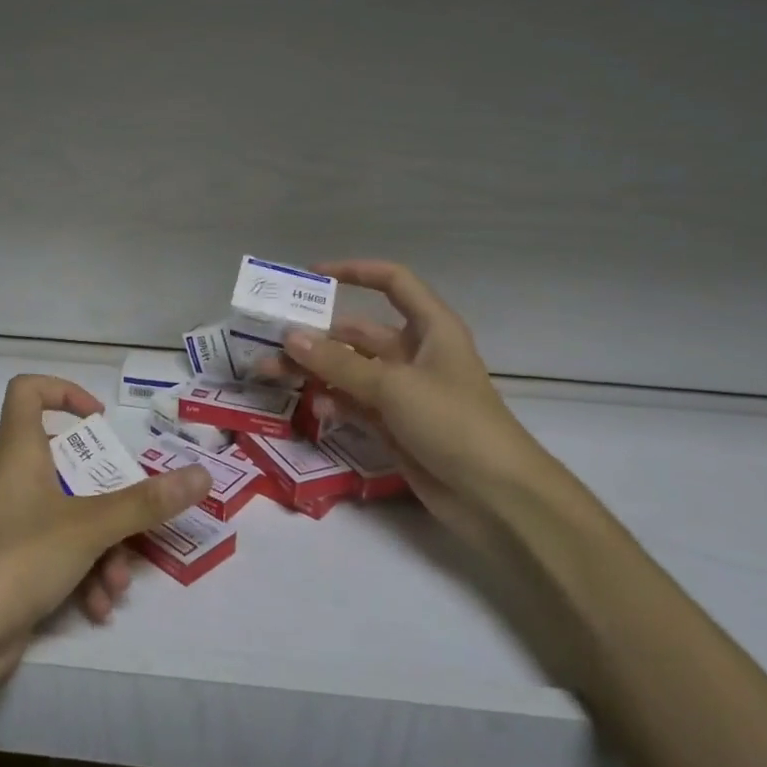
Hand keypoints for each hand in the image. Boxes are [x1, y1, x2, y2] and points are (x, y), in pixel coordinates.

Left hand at [0, 375, 210, 705]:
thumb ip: (146, 503)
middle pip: (68, 465)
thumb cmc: (16, 559)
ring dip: (104, 548)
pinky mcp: (12, 567)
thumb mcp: (89, 527)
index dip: (64, 392)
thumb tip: (202, 476)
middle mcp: (13, 482)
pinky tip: (99, 608)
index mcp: (19, 452)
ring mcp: (11, 526)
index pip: (27, 392)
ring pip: (71, 517)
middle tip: (137, 517)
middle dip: (110, 497)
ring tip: (118, 584)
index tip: (100, 421)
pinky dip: (83, 575)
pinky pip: (59, 555)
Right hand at [278, 261, 614, 683]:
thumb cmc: (453, 422)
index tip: (310, 276)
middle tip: (270, 342)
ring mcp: (403, 391)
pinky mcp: (394, 425)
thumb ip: (338, 363)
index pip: (392, 282)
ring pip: (349, 370)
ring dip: (315, 371)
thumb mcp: (393, 386)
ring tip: (271, 375)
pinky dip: (334, 403)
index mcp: (429, 328)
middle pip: (358, 332)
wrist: (495, 496)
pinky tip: (314, 412)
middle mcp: (414, 353)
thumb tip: (289, 337)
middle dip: (316, 335)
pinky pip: (354, 403)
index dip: (354, 271)